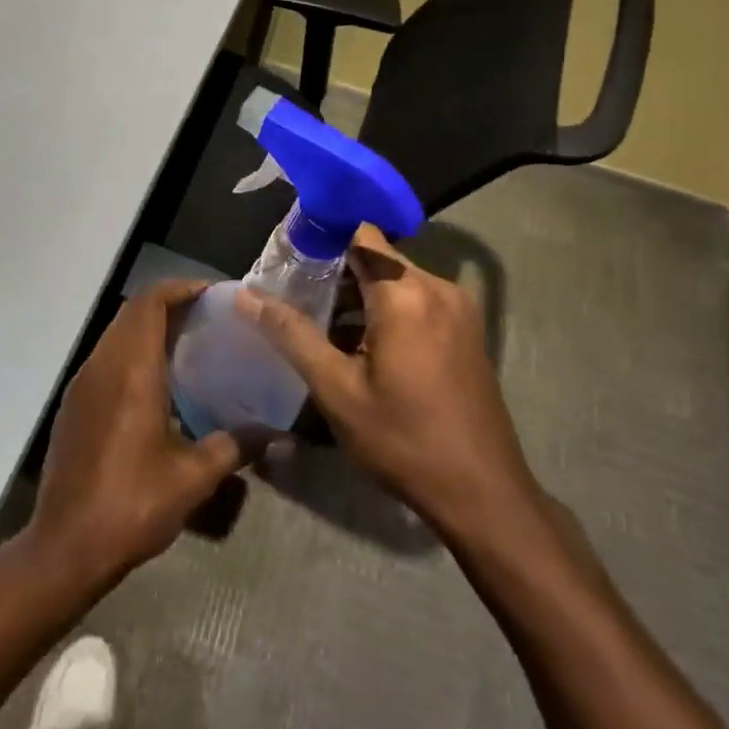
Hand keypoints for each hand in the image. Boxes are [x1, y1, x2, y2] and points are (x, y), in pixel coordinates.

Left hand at [25, 280, 255, 587]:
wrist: (65, 547)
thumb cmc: (132, 503)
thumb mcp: (194, 477)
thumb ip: (237, 446)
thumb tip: (281, 437)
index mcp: (131, 370)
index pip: (151, 302)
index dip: (181, 288)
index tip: (214, 295)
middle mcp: (102, 365)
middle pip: (133, 312)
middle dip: (170, 305)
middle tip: (208, 318)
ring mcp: (82, 385)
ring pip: (116, 334)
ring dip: (149, 328)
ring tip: (188, 346)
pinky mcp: (73, 406)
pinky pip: (106, 359)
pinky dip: (132, 353)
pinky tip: (157, 385)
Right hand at [236, 225, 538, 539]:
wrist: (482, 494)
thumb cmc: (403, 440)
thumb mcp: (337, 390)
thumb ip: (291, 334)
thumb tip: (246, 297)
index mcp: (406, 294)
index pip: (360, 233)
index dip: (323, 238)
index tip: (289, 257)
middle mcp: (438, 288)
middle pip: (378, 257)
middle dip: (336, 271)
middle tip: (295, 295)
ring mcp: (459, 309)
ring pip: (398, 281)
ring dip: (361, 295)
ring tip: (320, 323)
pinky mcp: (467, 331)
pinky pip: (418, 302)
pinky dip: (388, 311)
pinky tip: (361, 345)